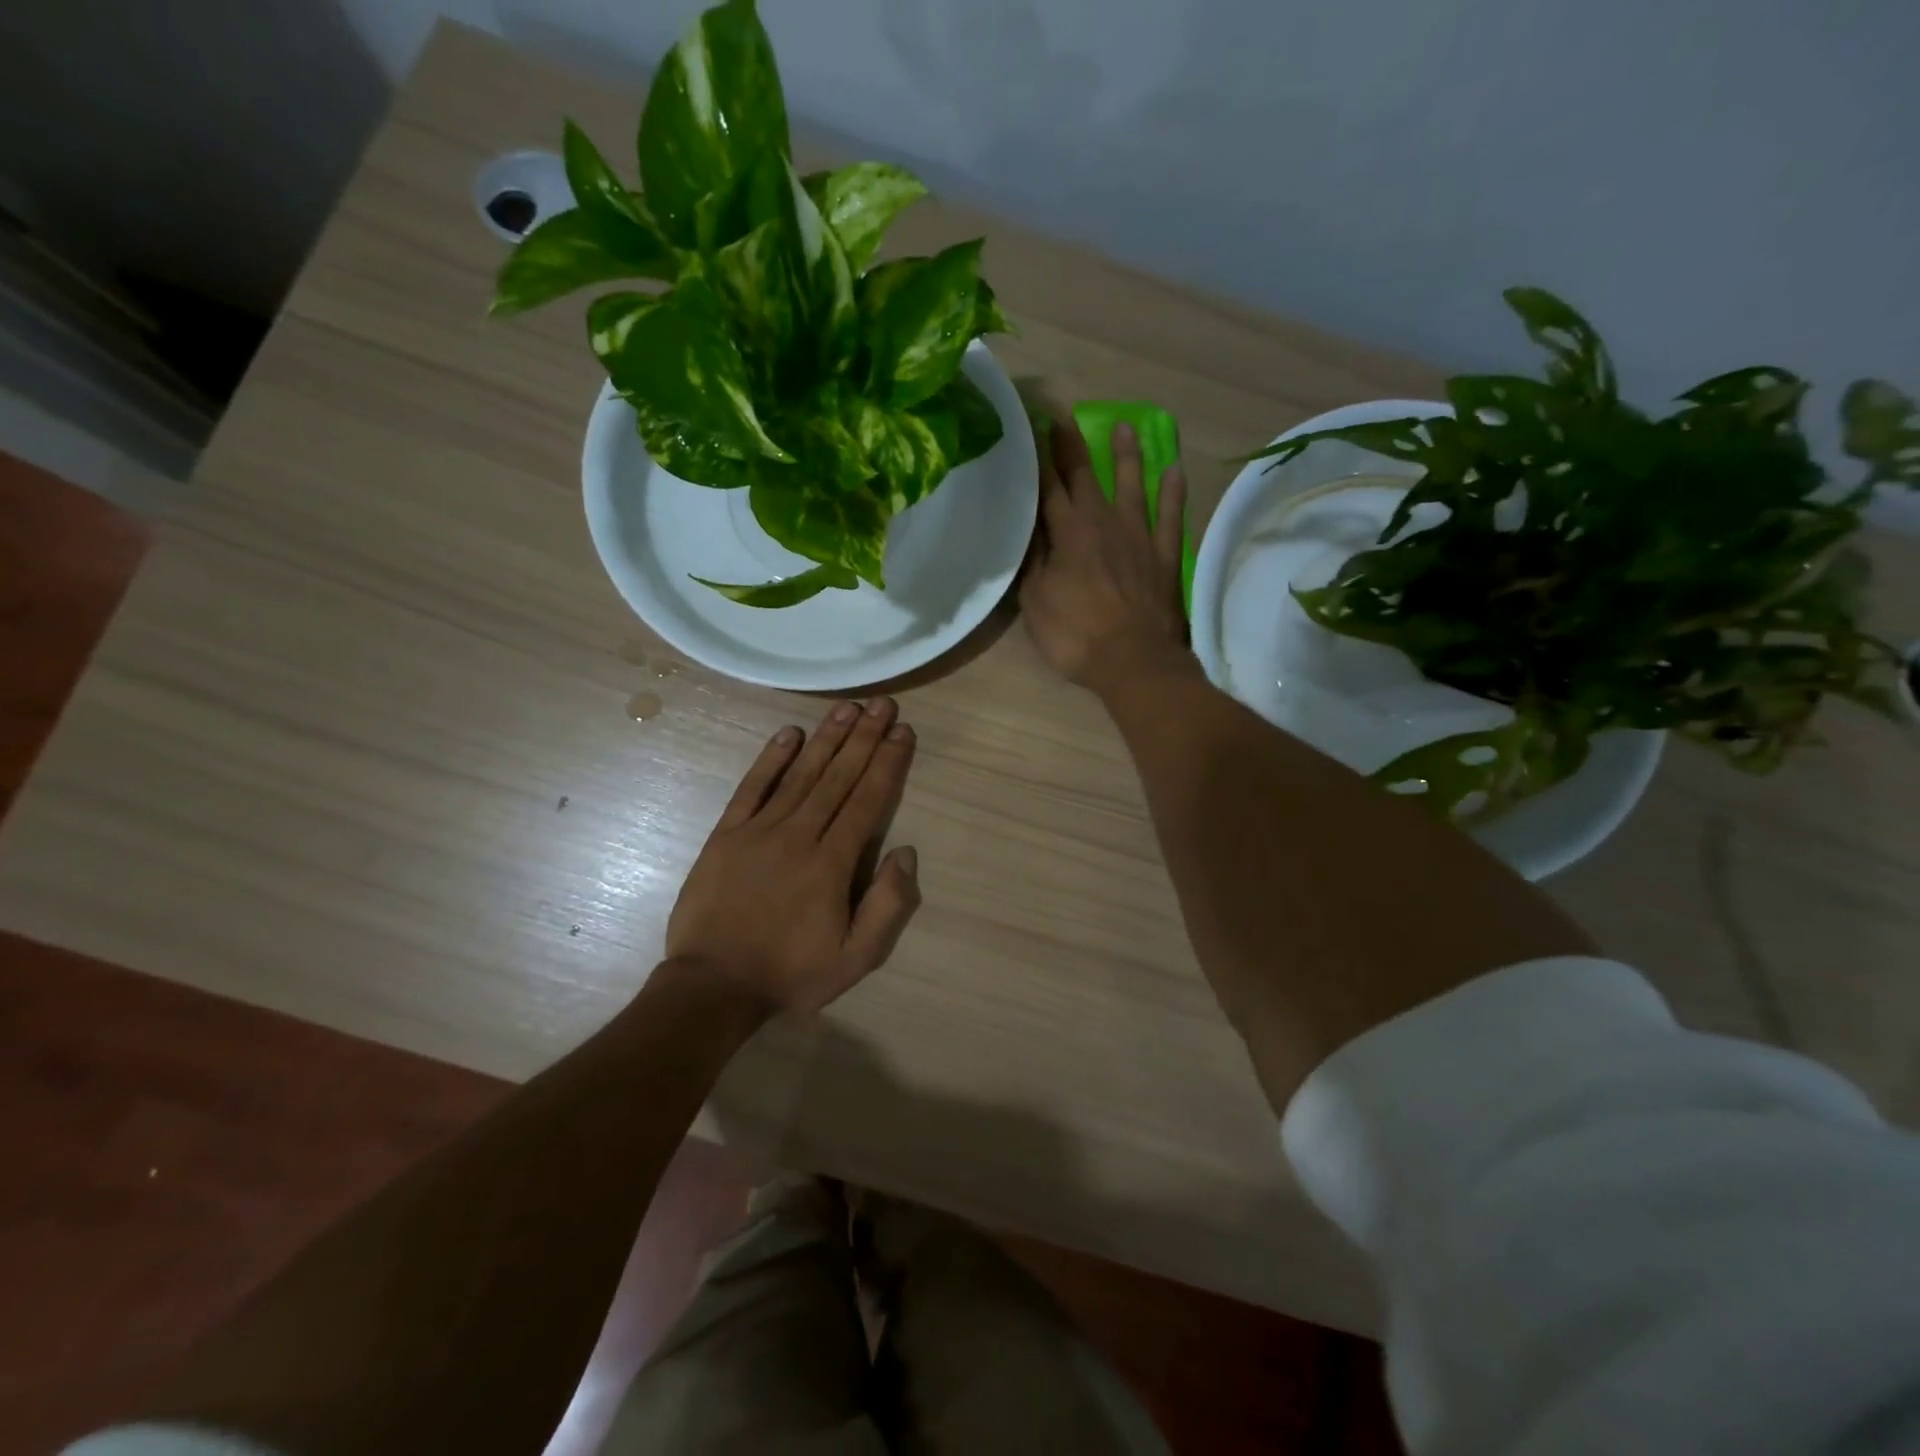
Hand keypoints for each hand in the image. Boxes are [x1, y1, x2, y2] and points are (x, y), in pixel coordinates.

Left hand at [666, 698, 920, 1016]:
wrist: (713, 986)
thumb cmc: (791, 973)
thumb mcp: (856, 959)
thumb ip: (887, 906)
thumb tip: (905, 852)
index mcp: (832, 863)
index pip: (867, 801)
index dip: (887, 763)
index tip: (902, 732)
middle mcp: (799, 835)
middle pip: (838, 777)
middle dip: (864, 738)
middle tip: (882, 703)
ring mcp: (758, 831)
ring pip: (800, 775)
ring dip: (826, 739)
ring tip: (847, 708)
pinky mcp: (726, 835)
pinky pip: (751, 788)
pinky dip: (770, 759)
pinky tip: (789, 734)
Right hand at [1020, 417, 1189, 692]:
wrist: (1134, 660)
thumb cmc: (1075, 635)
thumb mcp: (1035, 603)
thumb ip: (1033, 563)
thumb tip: (1031, 532)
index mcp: (1067, 533)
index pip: (1049, 487)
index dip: (1040, 458)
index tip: (1035, 429)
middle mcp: (1103, 523)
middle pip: (1087, 476)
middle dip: (1073, 447)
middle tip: (1066, 418)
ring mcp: (1139, 536)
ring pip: (1133, 485)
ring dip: (1127, 456)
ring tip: (1125, 427)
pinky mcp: (1164, 555)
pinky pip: (1170, 515)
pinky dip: (1173, 492)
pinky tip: (1174, 470)